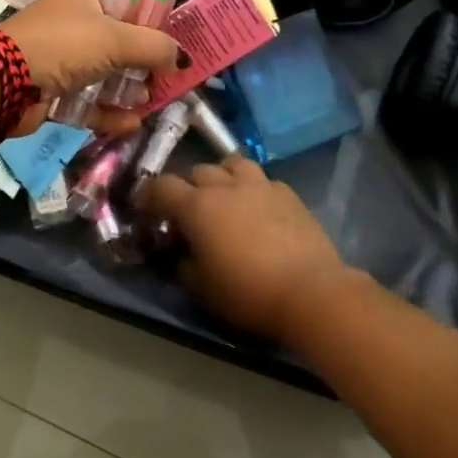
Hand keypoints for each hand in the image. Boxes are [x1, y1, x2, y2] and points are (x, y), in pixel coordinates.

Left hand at [0, 0, 186, 135]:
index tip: (173, 45)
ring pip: (105, 75)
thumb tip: (184, 58)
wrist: (1, 81)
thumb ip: (156, 48)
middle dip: (145, 63)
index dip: (152, 22)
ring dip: (129, 90)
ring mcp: (62, 60)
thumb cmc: (64, 46)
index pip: (129, 3)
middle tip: (168, 80)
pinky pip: (87, 102)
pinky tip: (131, 124)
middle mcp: (76, 26)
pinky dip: (108, 113)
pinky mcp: (52, 92)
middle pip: (120, 43)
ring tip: (151, 103)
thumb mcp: (116, 40)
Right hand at [138, 158, 353, 343]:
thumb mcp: (202, 288)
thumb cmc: (248, 292)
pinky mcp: (288, 193)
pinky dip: (253, 189)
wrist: (310, 291)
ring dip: (222, 177)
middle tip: (189, 212)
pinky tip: (258, 209)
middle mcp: (226, 186)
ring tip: (225, 198)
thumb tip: (182, 252)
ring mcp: (260, 185)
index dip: (150, 196)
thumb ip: (184, 264)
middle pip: (197, 171)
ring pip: (232, 164)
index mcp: (197, 206)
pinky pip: (262, 180)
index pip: (162, 187)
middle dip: (188, 188)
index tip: (146, 210)